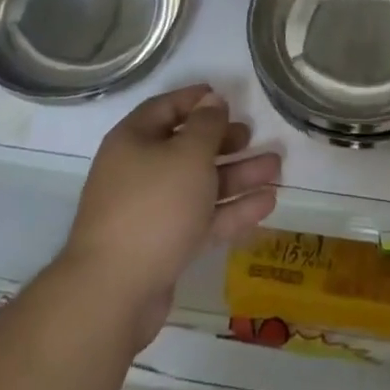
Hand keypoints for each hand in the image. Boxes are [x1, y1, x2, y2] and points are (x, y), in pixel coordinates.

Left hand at [63, 85, 280, 348]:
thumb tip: (212, 99)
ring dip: (237, 175)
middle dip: (222, 142)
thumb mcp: (188, 155)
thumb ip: (206, 125)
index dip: (194, 99)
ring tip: (275, 167)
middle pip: (185, 148)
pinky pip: (202, 218)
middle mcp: (139, 171)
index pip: (165, 108)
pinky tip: (267, 203)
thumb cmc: (154, 206)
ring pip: (199, 185)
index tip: (225, 96)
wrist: (114, 292)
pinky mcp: (164, 246)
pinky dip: (232, 209)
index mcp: (133, 141)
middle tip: (251, 136)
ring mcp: (151, 212)